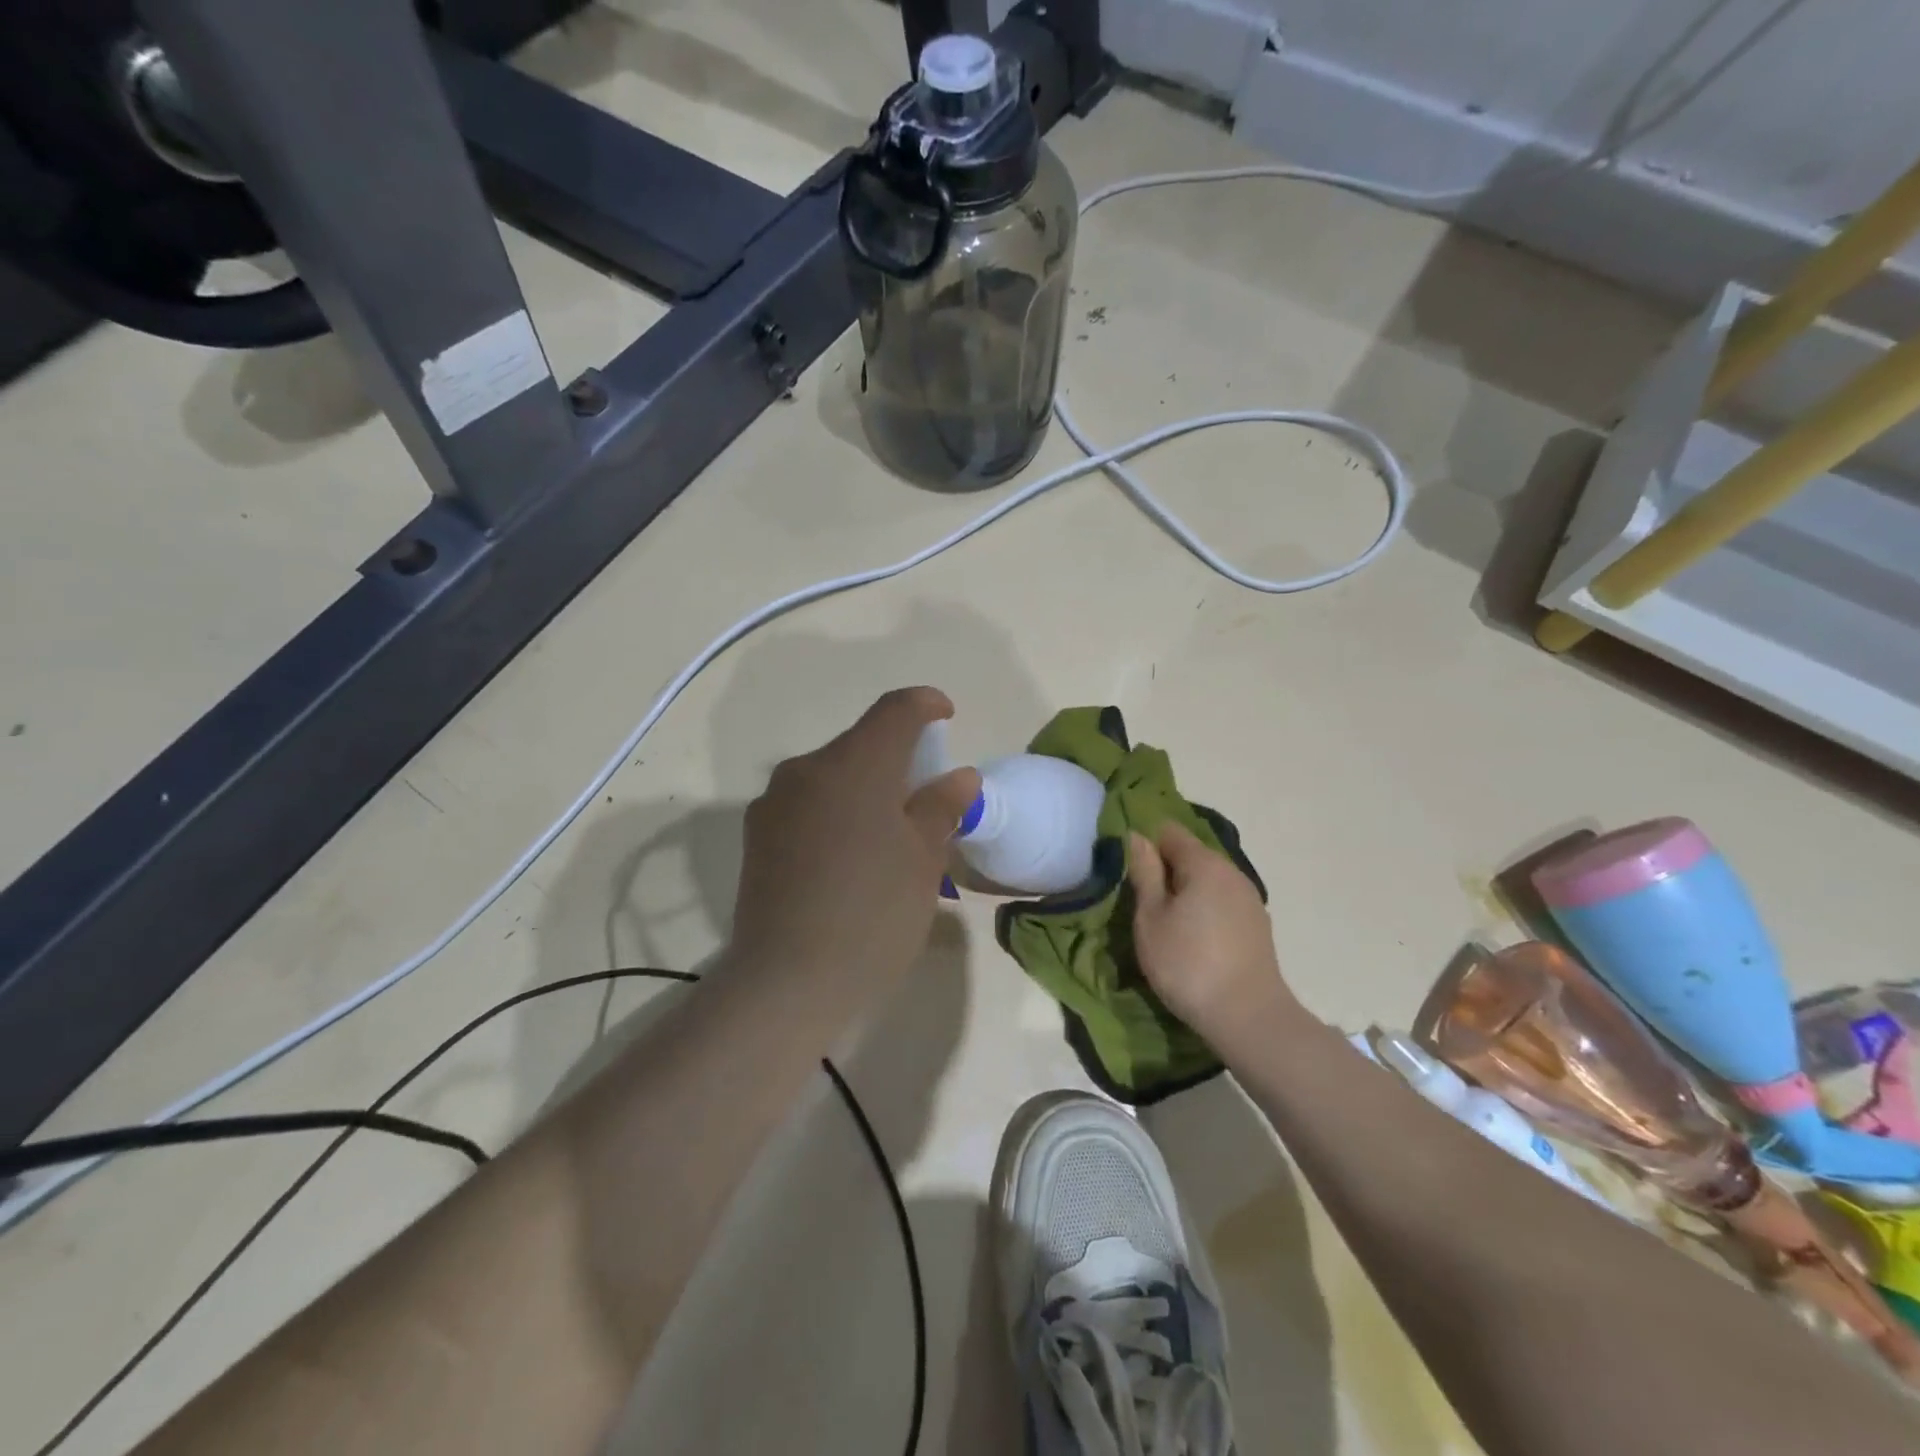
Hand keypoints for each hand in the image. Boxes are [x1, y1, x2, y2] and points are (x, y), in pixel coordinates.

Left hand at [726, 687, 980, 1003]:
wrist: (787, 981)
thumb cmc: (873, 914)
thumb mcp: (924, 861)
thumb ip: (942, 807)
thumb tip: (959, 776)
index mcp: (855, 764)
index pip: (895, 710)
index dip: (926, 705)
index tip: (946, 715)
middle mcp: (807, 769)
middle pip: (861, 743)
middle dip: (897, 756)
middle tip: (926, 795)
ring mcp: (775, 802)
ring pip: (831, 774)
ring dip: (864, 786)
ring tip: (888, 833)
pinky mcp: (757, 834)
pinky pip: (807, 803)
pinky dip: (835, 811)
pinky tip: (849, 855)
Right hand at [1127, 821, 1304, 1057]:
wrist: (1248, 1017)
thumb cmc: (1187, 964)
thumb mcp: (1151, 918)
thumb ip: (1144, 873)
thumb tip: (1137, 837)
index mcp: (1204, 863)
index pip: (1170, 832)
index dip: (1147, 844)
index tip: (1130, 871)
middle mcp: (1232, 871)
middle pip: (1192, 854)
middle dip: (1166, 870)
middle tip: (1143, 901)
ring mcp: (1249, 898)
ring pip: (1208, 880)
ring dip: (1186, 891)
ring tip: (1167, 922)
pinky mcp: (1257, 924)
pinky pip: (1222, 901)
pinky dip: (1205, 908)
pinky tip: (1194, 937)